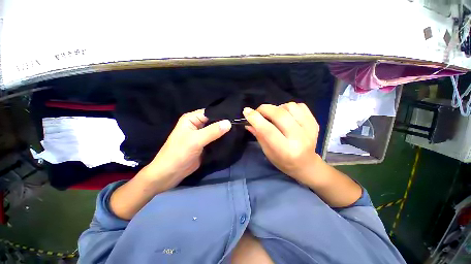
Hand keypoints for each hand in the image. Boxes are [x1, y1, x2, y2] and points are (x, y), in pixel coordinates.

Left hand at [142, 109, 231, 187]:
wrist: (171, 173)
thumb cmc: (179, 153)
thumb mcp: (196, 140)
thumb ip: (213, 131)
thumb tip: (229, 123)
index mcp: (191, 119)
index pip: (210, 112)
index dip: (222, 114)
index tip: (236, 117)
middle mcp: (196, 125)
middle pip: (213, 121)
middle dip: (224, 123)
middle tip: (239, 124)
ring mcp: (201, 135)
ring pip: (215, 130)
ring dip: (224, 132)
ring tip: (238, 130)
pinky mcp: (204, 144)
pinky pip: (215, 139)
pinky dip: (222, 139)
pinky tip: (232, 138)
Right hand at [243, 102, 320, 184]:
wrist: (306, 164)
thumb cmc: (283, 162)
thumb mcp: (267, 152)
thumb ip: (259, 135)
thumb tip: (248, 122)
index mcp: (286, 150)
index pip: (268, 130)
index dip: (256, 118)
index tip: (246, 111)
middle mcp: (299, 139)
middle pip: (280, 115)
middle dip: (264, 109)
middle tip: (258, 112)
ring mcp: (309, 129)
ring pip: (290, 107)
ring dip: (277, 108)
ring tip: (274, 116)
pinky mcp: (314, 123)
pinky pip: (300, 106)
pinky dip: (289, 107)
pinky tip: (287, 116)